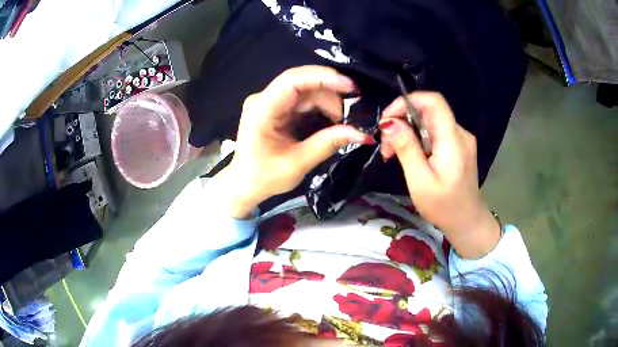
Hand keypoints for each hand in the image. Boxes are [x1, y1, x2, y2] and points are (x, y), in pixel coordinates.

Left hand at [223, 66, 374, 218]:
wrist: (244, 184)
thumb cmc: (265, 177)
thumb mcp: (298, 163)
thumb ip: (328, 144)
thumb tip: (361, 133)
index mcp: (261, 110)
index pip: (292, 81)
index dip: (323, 78)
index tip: (350, 87)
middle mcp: (263, 99)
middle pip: (302, 83)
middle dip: (330, 93)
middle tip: (352, 111)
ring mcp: (270, 102)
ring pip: (305, 90)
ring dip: (327, 101)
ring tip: (342, 121)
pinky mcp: (277, 108)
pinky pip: (302, 99)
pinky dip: (320, 107)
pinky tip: (332, 119)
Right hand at [379, 92, 499, 258]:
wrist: (467, 222)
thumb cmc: (444, 207)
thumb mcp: (420, 181)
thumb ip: (406, 148)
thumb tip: (389, 122)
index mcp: (453, 139)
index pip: (433, 101)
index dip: (407, 101)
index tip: (387, 120)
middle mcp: (459, 133)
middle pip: (427, 111)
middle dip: (402, 122)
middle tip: (386, 148)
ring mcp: (460, 139)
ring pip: (428, 122)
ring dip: (407, 133)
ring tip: (392, 155)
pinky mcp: (457, 147)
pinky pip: (434, 133)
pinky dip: (417, 140)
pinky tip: (409, 157)